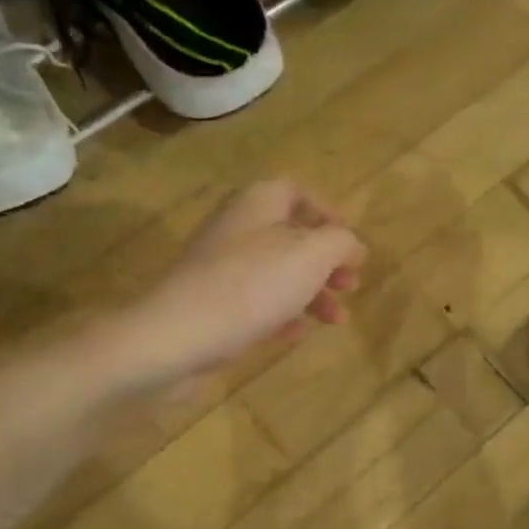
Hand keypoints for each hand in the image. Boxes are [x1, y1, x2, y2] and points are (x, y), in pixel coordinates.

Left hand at [119, 180, 365, 392]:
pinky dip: (280, 315)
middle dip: (326, 263)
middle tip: (350, 286)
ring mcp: (220, 270)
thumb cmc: (250, 286)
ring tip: (336, 320)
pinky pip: (254, 304)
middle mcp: (236, 229)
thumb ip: (339, 243)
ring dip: (310, 294)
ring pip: (275, 274)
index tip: (351, 245)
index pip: (295, 192)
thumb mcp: (310, 256)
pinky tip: (295, 335)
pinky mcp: (210, 307)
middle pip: (290, 237)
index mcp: (256, 203)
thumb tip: (351, 245)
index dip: (327, 214)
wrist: (177, 336)